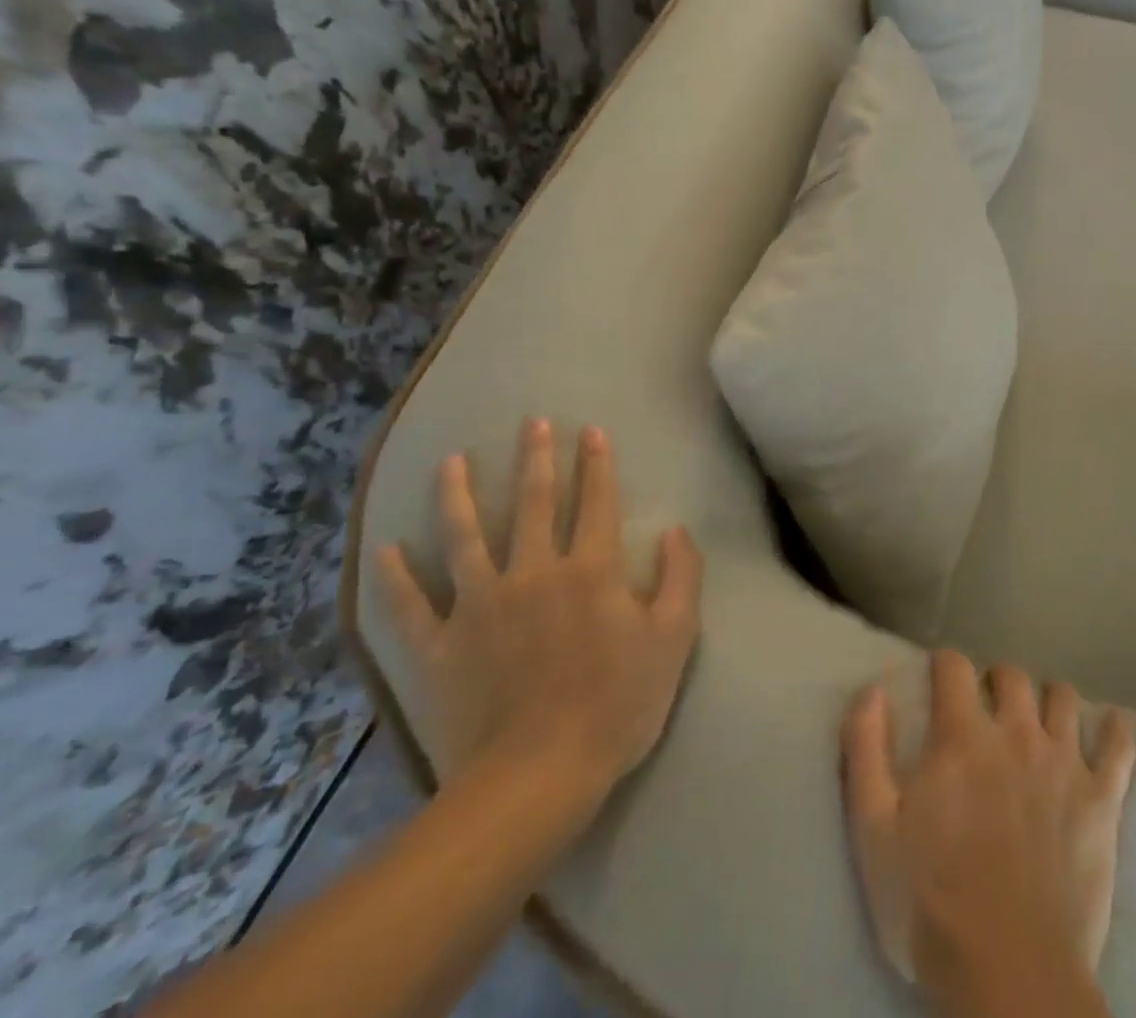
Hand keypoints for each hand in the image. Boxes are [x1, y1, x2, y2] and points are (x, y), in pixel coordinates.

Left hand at [377, 419, 703, 824]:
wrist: (537, 779)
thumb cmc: (618, 705)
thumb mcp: (674, 639)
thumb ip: (680, 577)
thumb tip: (675, 531)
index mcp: (590, 571)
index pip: (596, 502)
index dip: (597, 464)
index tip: (590, 430)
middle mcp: (533, 573)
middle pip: (532, 505)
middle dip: (535, 460)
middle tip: (531, 422)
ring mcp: (480, 607)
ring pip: (465, 538)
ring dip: (458, 495)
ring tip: (452, 461)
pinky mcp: (441, 647)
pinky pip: (412, 605)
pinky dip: (398, 576)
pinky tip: (388, 549)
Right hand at [841, 651, 1135, 998]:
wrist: (1010, 974)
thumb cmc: (931, 904)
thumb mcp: (874, 830)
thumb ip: (866, 750)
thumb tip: (872, 689)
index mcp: (963, 737)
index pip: (955, 667)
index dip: (945, 664)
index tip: (940, 675)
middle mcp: (1017, 733)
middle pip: (1012, 676)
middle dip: (995, 680)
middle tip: (987, 704)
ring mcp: (1065, 763)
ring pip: (1063, 698)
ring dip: (1048, 698)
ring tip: (1039, 717)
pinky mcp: (1102, 799)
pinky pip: (1119, 747)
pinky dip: (1115, 731)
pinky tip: (1111, 728)